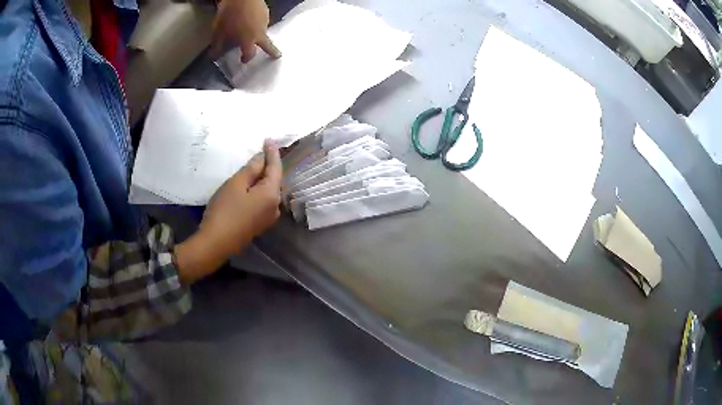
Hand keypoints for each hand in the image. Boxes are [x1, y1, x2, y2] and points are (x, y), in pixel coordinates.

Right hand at [175, 140, 281, 283]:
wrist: (216, 243)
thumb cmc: (225, 210)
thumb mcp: (236, 184)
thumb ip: (251, 169)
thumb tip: (262, 158)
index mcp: (272, 195)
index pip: (276, 168)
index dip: (272, 153)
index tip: (270, 139)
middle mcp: (276, 207)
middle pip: (275, 180)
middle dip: (270, 165)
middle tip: (264, 150)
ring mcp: (269, 218)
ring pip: (269, 191)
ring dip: (264, 178)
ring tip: (259, 164)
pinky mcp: (260, 224)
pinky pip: (264, 201)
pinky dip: (260, 190)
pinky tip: (254, 184)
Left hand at [212, 0, 281, 62]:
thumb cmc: (229, 15)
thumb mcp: (219, 32)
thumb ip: (217, 45)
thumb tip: (213, 56)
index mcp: (248, 40)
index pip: (250, 54)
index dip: (246, 58)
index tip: (243, 61)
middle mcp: (260, 33)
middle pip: (268, 45)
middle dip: (273, 51)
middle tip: (277, 55)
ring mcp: (265, 21)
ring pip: (263, 31)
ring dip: (258, 33)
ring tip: (249, 30)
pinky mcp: (266, 12)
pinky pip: (262, 21)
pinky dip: (257, 23)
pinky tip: (250, 18)